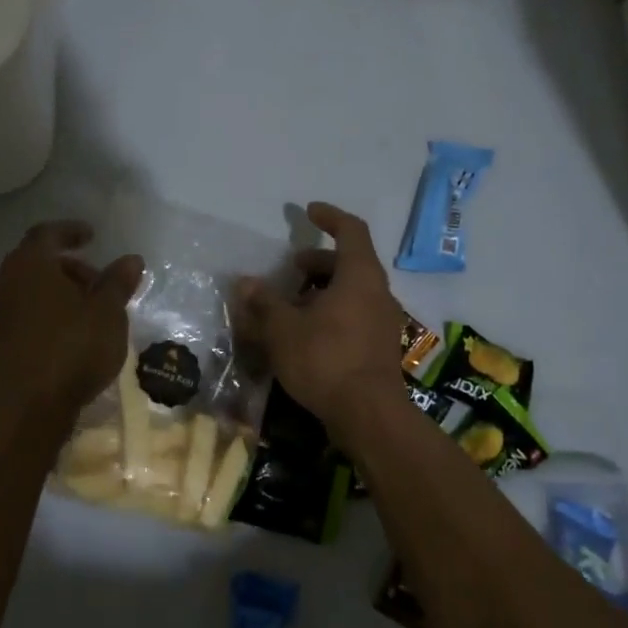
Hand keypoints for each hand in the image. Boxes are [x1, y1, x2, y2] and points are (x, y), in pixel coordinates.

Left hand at [0, 221, 143, 422]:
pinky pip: (25, 312)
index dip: (71, 231)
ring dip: (58, 290)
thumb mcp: (108, 312)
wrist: (29, 407)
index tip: (92, 236)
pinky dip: (48, 311)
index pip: (47, 233)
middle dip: (69, 266)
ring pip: (30, 288)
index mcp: (30, 264)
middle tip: (98, 280)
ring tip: (90, 308)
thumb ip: (118, 282)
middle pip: (37, 261)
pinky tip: (71, 331)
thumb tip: (131, 259)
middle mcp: (7, 282)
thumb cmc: (73, 347)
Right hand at [237, 202, 405, 433]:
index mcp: (359, 275)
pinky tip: (307, 334)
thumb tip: (245, 283)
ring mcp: (383, 321)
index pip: (351, 230)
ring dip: (322, 290)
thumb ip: (264, 302)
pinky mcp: (380, 346)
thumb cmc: (325, 359)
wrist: (368, 415)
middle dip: (318, 262)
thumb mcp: (283, 329)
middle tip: (290, 271)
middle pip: (350, 262)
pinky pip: (355, 314)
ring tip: (292, 307)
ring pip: (352, 291)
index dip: (329, 217)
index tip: (308, 212)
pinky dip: (332, 312)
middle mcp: (378, 292)